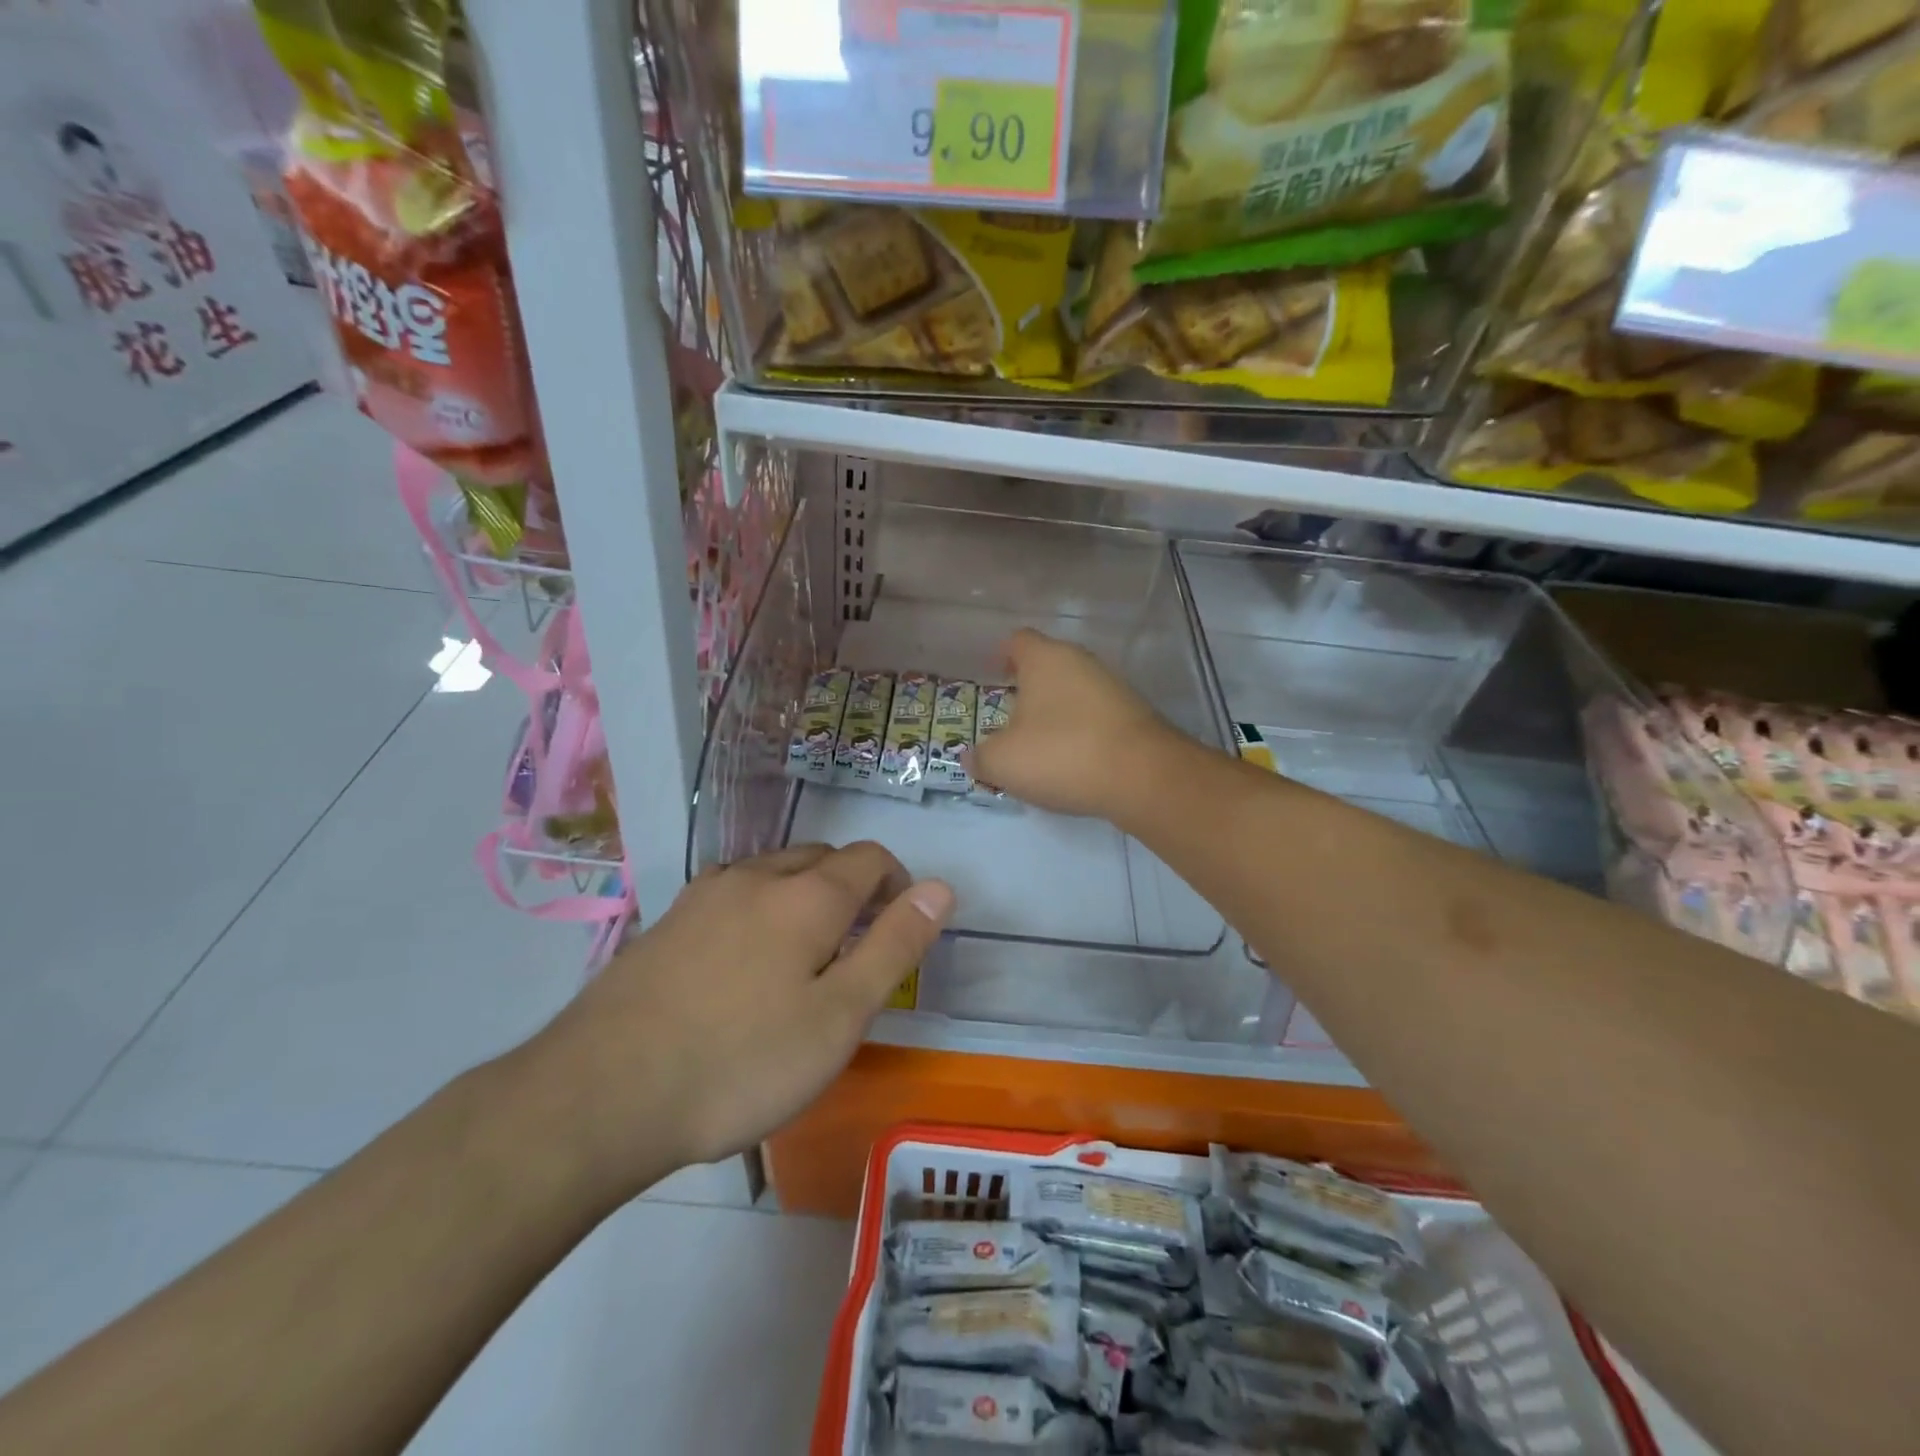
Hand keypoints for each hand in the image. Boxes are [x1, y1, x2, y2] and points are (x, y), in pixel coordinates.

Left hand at [529, 843, 952, 1195]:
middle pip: (822, 858)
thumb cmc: (741, 1061)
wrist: (601, 1092)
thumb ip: (895, 947)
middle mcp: (756, 876)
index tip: (901, 931)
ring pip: (774, 873)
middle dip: (852, 889)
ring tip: (803, 960)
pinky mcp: (667, 921)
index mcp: (807, 895)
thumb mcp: (839, 1016)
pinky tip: (742, 965)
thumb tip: (941, 887)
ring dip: (804, 897)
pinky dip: (759, 911)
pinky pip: (733, 895)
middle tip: (856, 953)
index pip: (871, 858)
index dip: (898, 884)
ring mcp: (704, 894)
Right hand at [967, 628, 1192, 818]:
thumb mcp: (1004, 762)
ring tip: (1039, 744)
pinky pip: (1095, 715)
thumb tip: (972, 757)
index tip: (992, 674)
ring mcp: (1113, 687)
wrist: (1144, 777)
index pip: (1018, 640)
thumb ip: (981, 757)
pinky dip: (1080, 731)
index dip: (1001, 654)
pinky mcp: (1135, 715)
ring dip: (1055, 711)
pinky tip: (1072, 760)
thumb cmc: (1062, 754)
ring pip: (1073, 691)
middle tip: (1009, 716)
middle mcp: (1081, 662)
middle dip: (1028, 688)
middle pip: (1048, 665)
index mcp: (1045, 658)